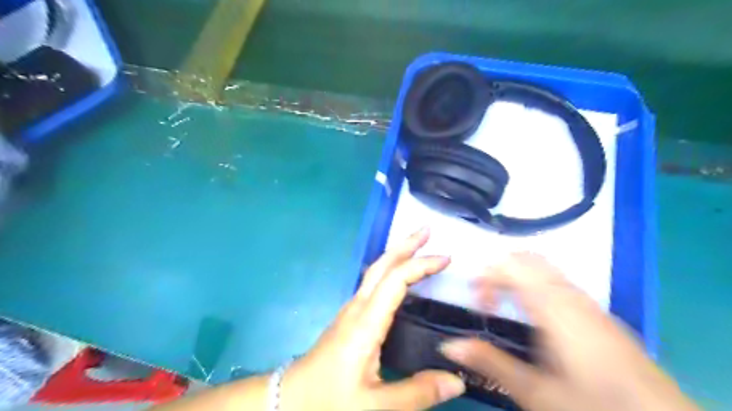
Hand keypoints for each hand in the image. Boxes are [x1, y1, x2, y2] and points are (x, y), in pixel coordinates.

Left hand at [281, 230, 461, 408]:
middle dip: (405, 244)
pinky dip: (390, 270)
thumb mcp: (376, 407)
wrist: (290, 401)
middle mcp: (357, 308)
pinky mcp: (348, 317)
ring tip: (418, 246)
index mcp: (366, 323)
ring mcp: (350, 310)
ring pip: (375, 271)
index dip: (421, 265)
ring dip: (397, 254)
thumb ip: (417, 393)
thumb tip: (458, 379)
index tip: (446, 258)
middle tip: (427, 230)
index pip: (396, 280)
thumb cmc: (329, 400)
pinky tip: (398, 276)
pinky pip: (372, 283)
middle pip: (382, 265)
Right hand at [440, 254, 695, 410]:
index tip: (479, 302)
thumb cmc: (593, 405)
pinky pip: (559, 281)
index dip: (487, 275)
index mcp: (551, 306)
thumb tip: (448, 346)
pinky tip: (536, 316)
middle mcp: (569, 295)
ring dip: (518, 276)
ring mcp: (587, 301)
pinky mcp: (597, 312)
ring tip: (506, 306)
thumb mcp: (535, 392)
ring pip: (544, 268)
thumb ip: (490, 362)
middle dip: (500, 270)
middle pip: (528, 258)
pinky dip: (537, 285)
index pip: (511, 265)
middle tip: (487, 298)